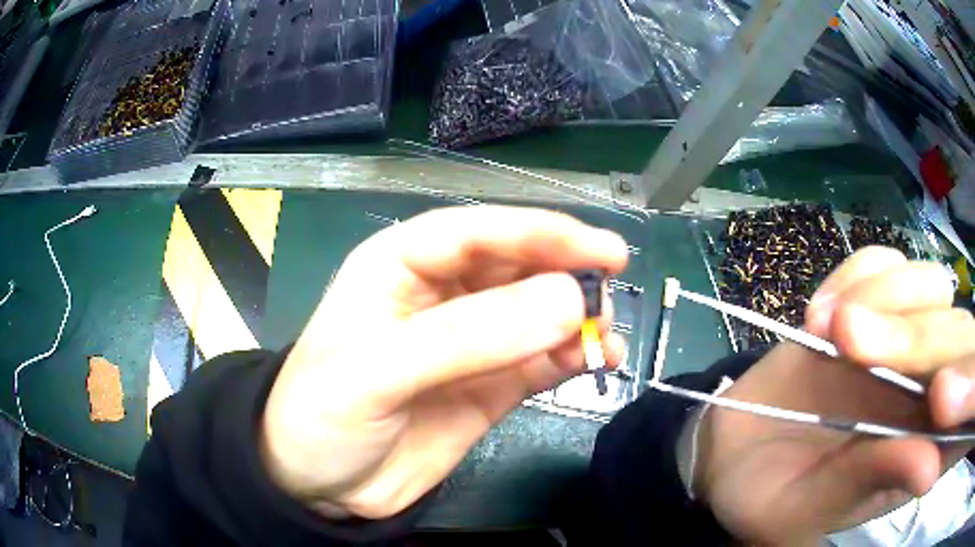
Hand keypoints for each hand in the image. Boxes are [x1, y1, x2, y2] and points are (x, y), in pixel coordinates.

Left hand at [259, 206, 627, 518]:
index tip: (602, 250)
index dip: (542, 233)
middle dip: (566, 273)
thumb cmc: (324, 412)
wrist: (319, 484)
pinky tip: (597, 361)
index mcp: (401, 264)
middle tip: (609, 294)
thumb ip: (468, 336)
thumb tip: (568, 302)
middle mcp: (442, 292)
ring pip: (538, 311)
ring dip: (578, 318)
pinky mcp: (490, 384)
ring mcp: (471, 341)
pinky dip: (574, 356)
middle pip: (517, 265)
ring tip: (605, 338)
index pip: (480, 231)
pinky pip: (542, 359)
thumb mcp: (379, 370)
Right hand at [694, 246, 974, 544]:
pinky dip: (856, 276)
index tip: (941, 398)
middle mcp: (928, 390)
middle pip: (961, 337)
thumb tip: (931, 470)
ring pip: (933, 287)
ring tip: (826, 330)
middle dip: (919, 339)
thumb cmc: (769, 496)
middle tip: (850, 348)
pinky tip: (819, 312)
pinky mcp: (873, 300)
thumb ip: (871, 485)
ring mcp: (906, 338)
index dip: (971, 393)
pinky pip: (885, 262)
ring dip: (884, 300)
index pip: (966, 413)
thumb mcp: (808, 509)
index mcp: (922, 452)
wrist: (734, 451)